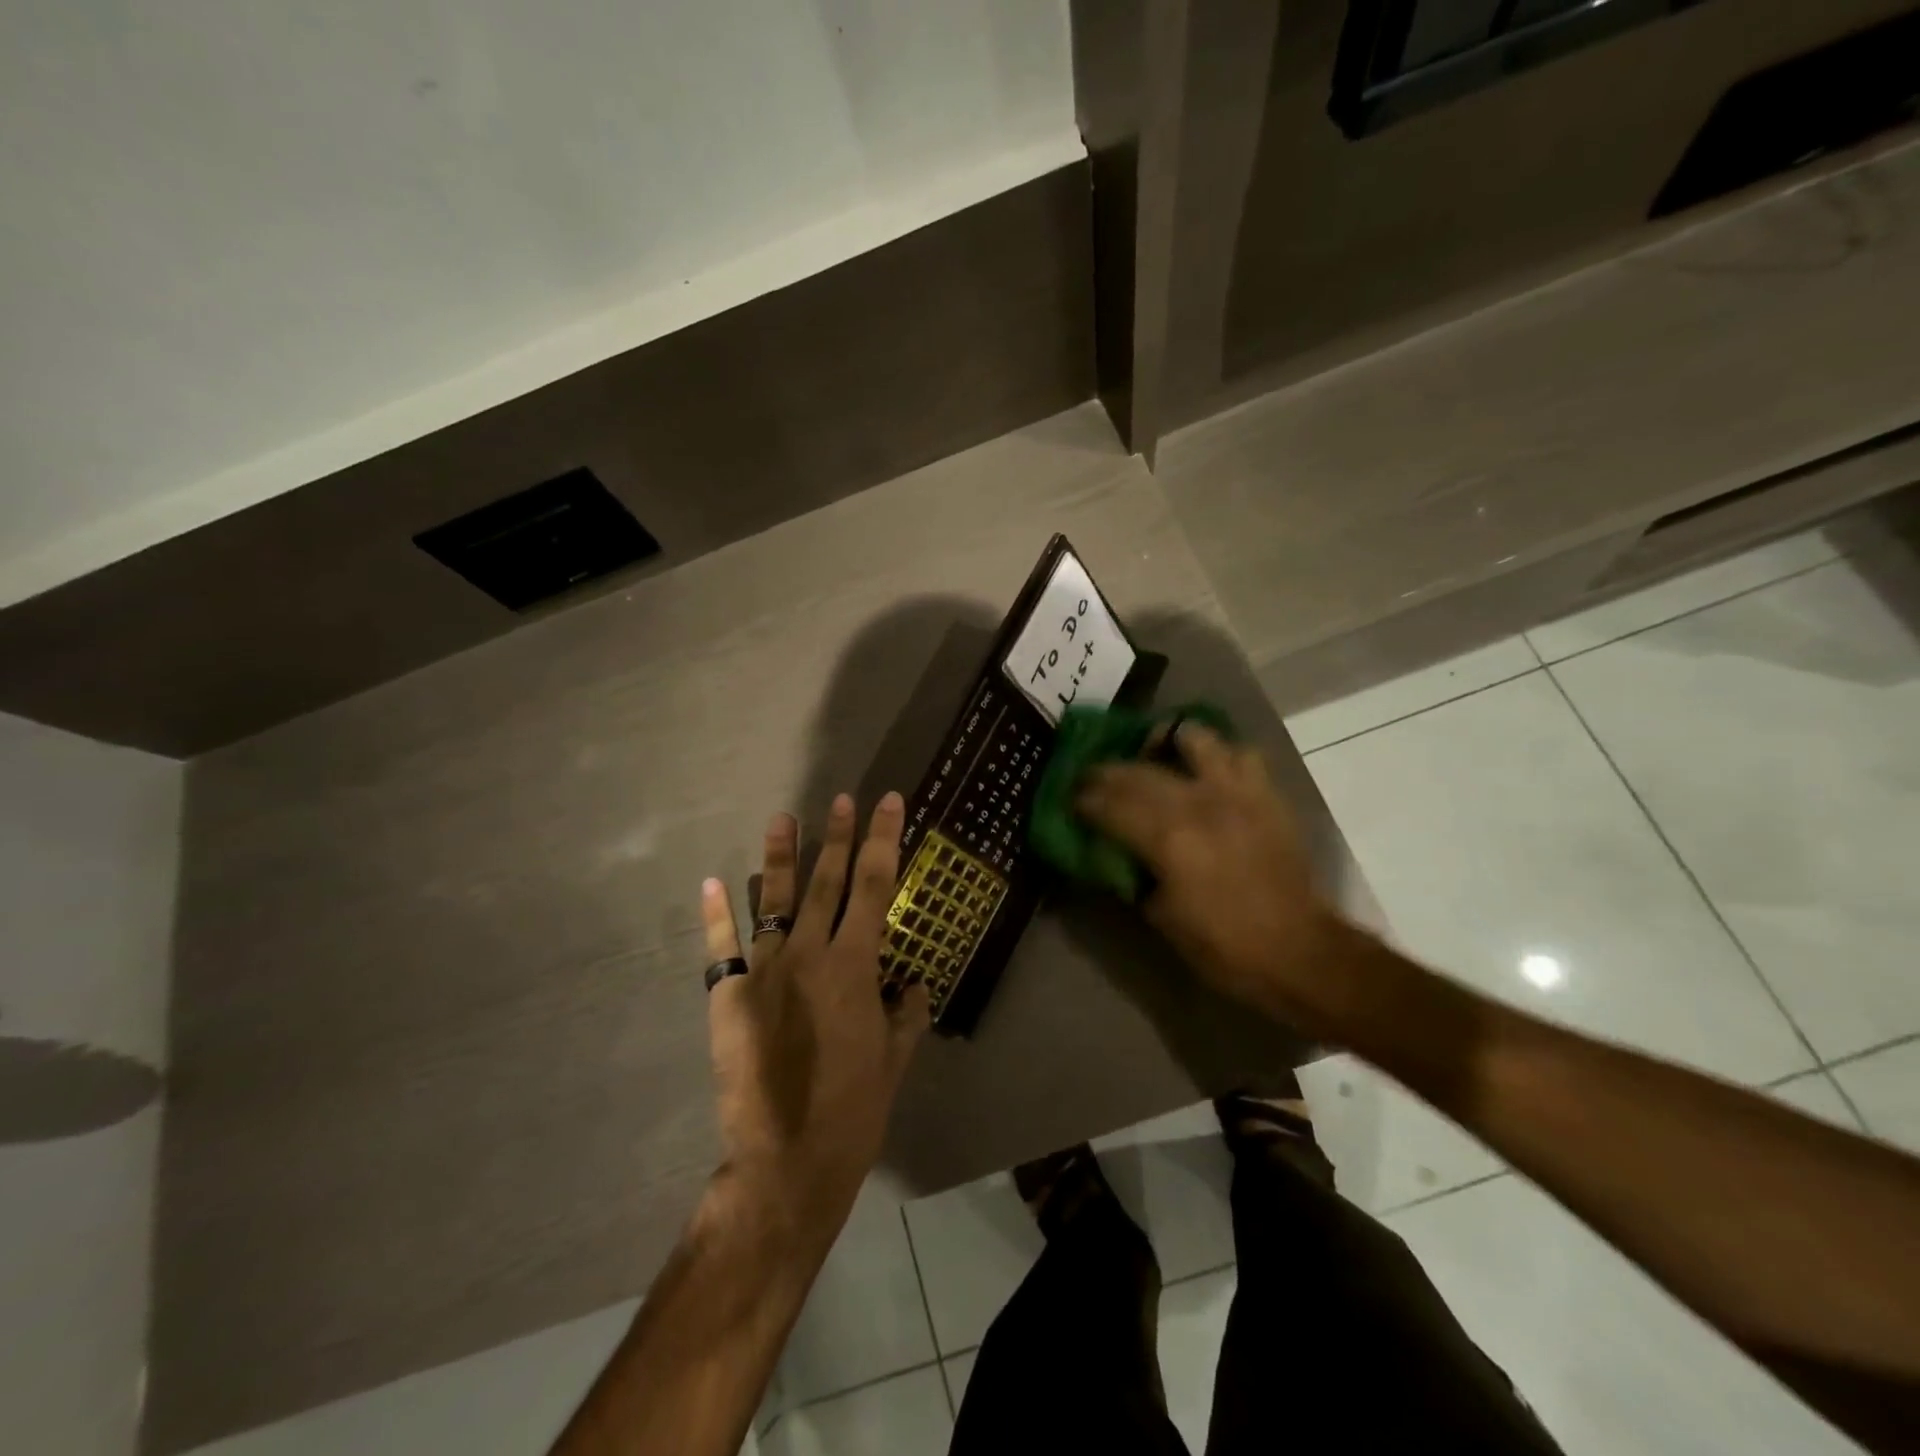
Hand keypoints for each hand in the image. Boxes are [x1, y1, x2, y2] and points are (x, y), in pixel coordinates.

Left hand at [698, 792, 930, 1251]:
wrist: (786, 1161)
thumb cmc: (853, 1111)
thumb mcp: (895, 1060)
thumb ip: (907, 1013)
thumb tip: (914, 984)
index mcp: (855, 965)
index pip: (875, 885)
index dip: (884, 839)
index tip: (889, 803)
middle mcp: (810, 955)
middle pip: (827, 881)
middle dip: (838, 836)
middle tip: (842, 798)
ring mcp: (764, 971)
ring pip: (775, 901)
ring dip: (779, 858)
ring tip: (781, 817)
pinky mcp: (728, 996)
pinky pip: (721, 947)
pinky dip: (715, 913)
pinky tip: (711, 881)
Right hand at [1075, 723, 1343, 1029]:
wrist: (1299, 951)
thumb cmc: (1223, 945)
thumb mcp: (1160, 917)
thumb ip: (1132, 875)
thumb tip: (1112, 851)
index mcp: (1167, 838)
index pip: (1108, 804)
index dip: (1083, 799)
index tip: (1070, 799)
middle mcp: (1198, 802)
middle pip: (1138, 770)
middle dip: (1107, 772)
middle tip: (1093, 779)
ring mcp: (1236, 792)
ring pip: (1194, 739)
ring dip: (1167, 741)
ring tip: (1157, 753)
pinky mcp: (1265, 794)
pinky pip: (1241, 753)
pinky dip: (1219, 754)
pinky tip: (1208, 771)